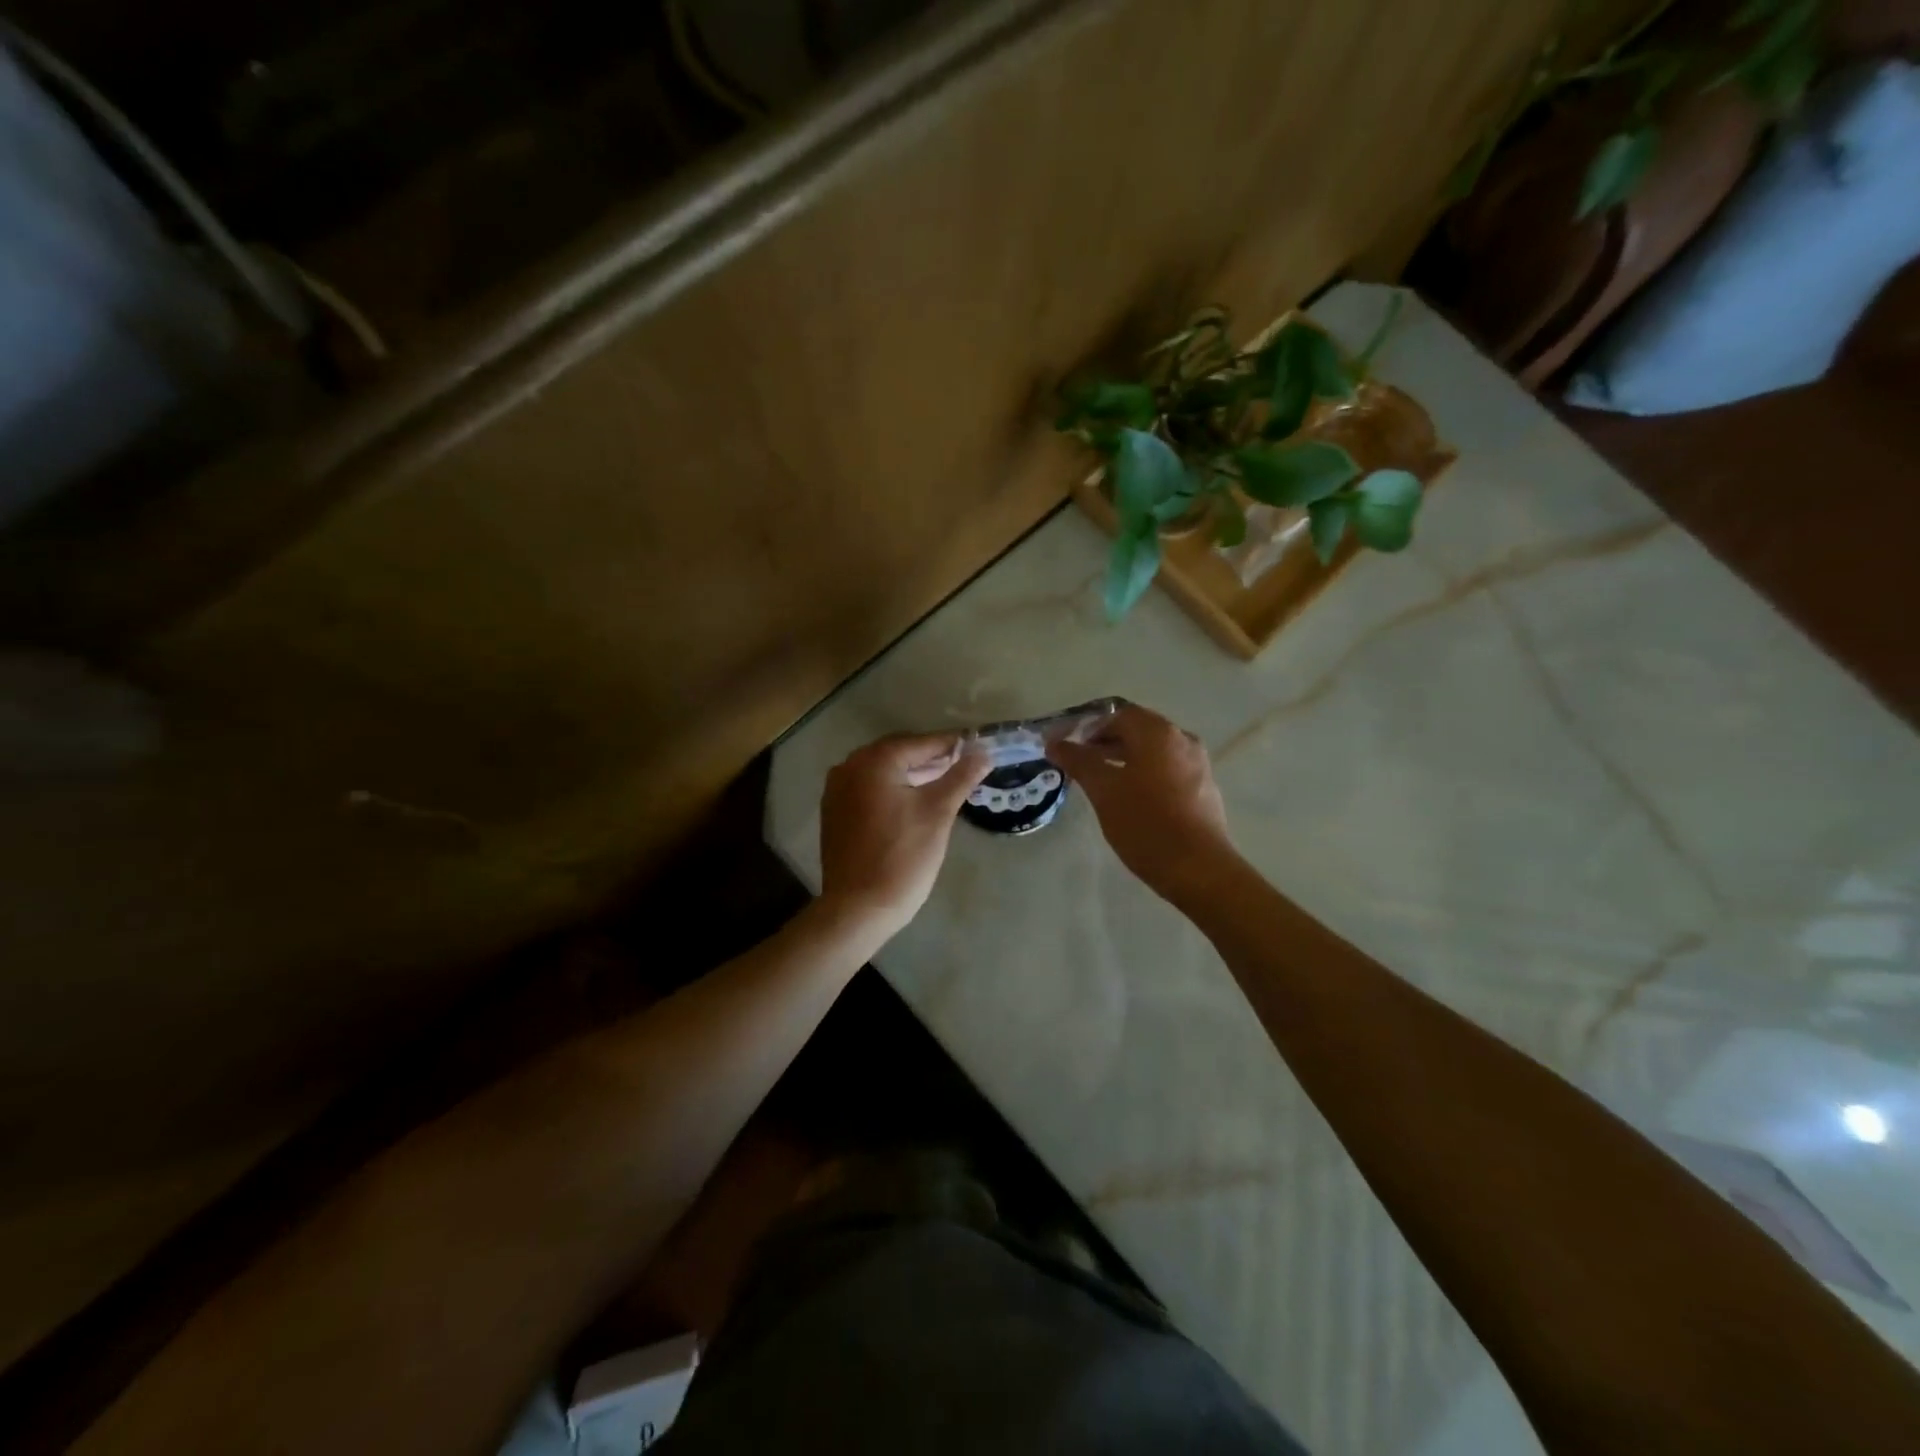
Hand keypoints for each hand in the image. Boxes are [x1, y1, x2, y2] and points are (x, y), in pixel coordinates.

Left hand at [818, 733, 990, 938]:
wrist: (858, 908)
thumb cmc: (903, 856)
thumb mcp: (938, 813)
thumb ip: (961, 777)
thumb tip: (983, 753)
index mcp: (873, 761)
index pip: (921, 742)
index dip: (952, 744)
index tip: (978, 747)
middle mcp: (849, 767)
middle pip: (899, 753)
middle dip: (931, 758)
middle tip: (964, 766)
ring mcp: (836, 791)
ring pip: (883, 772)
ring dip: (912, 774)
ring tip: (944, 784)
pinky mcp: (835, 813)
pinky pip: (869, 790)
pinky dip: (893, 790)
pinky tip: (913, 803)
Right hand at [1048, 703, 1236, 901]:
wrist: (1198, 868)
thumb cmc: (1145, 824)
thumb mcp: (1104, 791)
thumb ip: (1079, 761)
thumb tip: (1055, 743)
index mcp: (1158, 733)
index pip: (1118, 714)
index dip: (1088, 727)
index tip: (1067, 746)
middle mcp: (1182, 739)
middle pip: (1138, 729)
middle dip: (1105, 741)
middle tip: (1079, 762)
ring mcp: (1198, 764)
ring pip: (1153, 751)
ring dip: (1124, 758)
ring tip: (1100, 781)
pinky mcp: (1204, 788)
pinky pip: (1167, 769)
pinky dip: (1144, 773)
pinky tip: (1130, 798)